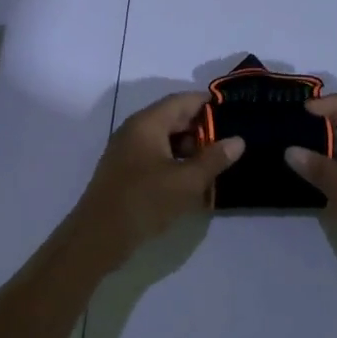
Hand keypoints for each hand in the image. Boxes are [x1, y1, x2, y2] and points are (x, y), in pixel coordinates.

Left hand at [69, 92, 244, 270]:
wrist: (98, 237)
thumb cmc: (144, 201)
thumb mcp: (186, 182)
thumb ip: (214, 159)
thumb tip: (237, 140)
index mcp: (147, 123)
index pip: (183, 100)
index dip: (210, 105)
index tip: (236, 115)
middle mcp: (135, 130)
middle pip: (174, 119)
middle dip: (203, 130)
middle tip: (231, 144)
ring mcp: (127, 151)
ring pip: (165, 140)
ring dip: (190, 150)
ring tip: (217, 165)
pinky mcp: (126, 172)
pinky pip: (156, 157)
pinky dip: (176, 163)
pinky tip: (193, 181)